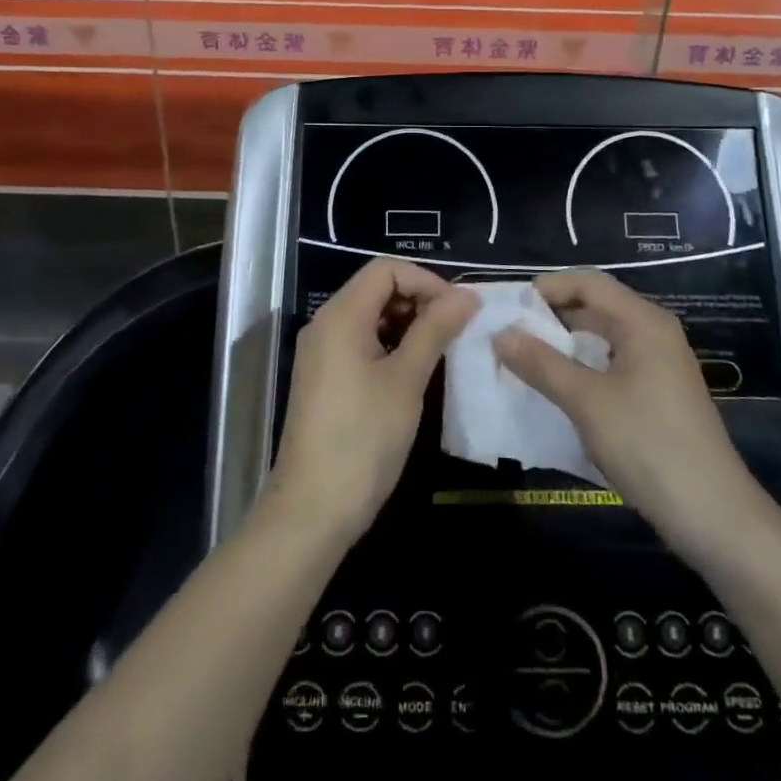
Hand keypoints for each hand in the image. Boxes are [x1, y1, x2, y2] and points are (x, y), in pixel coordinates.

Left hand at [264, 259, 476, 548]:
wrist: (313, 510)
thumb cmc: (363, 438)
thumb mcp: (406, 380)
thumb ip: (435, 330)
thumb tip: (467, 296)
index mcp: (340, 315)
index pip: (385, 269)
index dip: (425, 281)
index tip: (458, 310)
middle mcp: (326, 324)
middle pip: (376, 289)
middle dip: (419, 300)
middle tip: (456, 330)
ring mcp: (322, 352)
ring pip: (371, 317)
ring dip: (408, 324)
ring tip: (442, 350)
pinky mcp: (325, 378)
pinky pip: (361, 342)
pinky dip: (391, 345)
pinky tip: (416, 370)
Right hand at [495, 269, 758, 557]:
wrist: (714, 517)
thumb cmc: (649, 445)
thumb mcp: (587, 402)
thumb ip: (541, 364)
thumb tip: (500, 334)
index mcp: (643, 322)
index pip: (589, 282)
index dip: (549, 287)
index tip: (510, 307)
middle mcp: (654, 334)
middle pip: (597, 307)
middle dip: (552, 316)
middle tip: (510, 334)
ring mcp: (660, 366)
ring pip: (603, 339)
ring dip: (565, 345)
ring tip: (526, 361)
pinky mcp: (659, 396)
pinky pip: (613, 365)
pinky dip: (583, 368)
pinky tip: (560, 390)